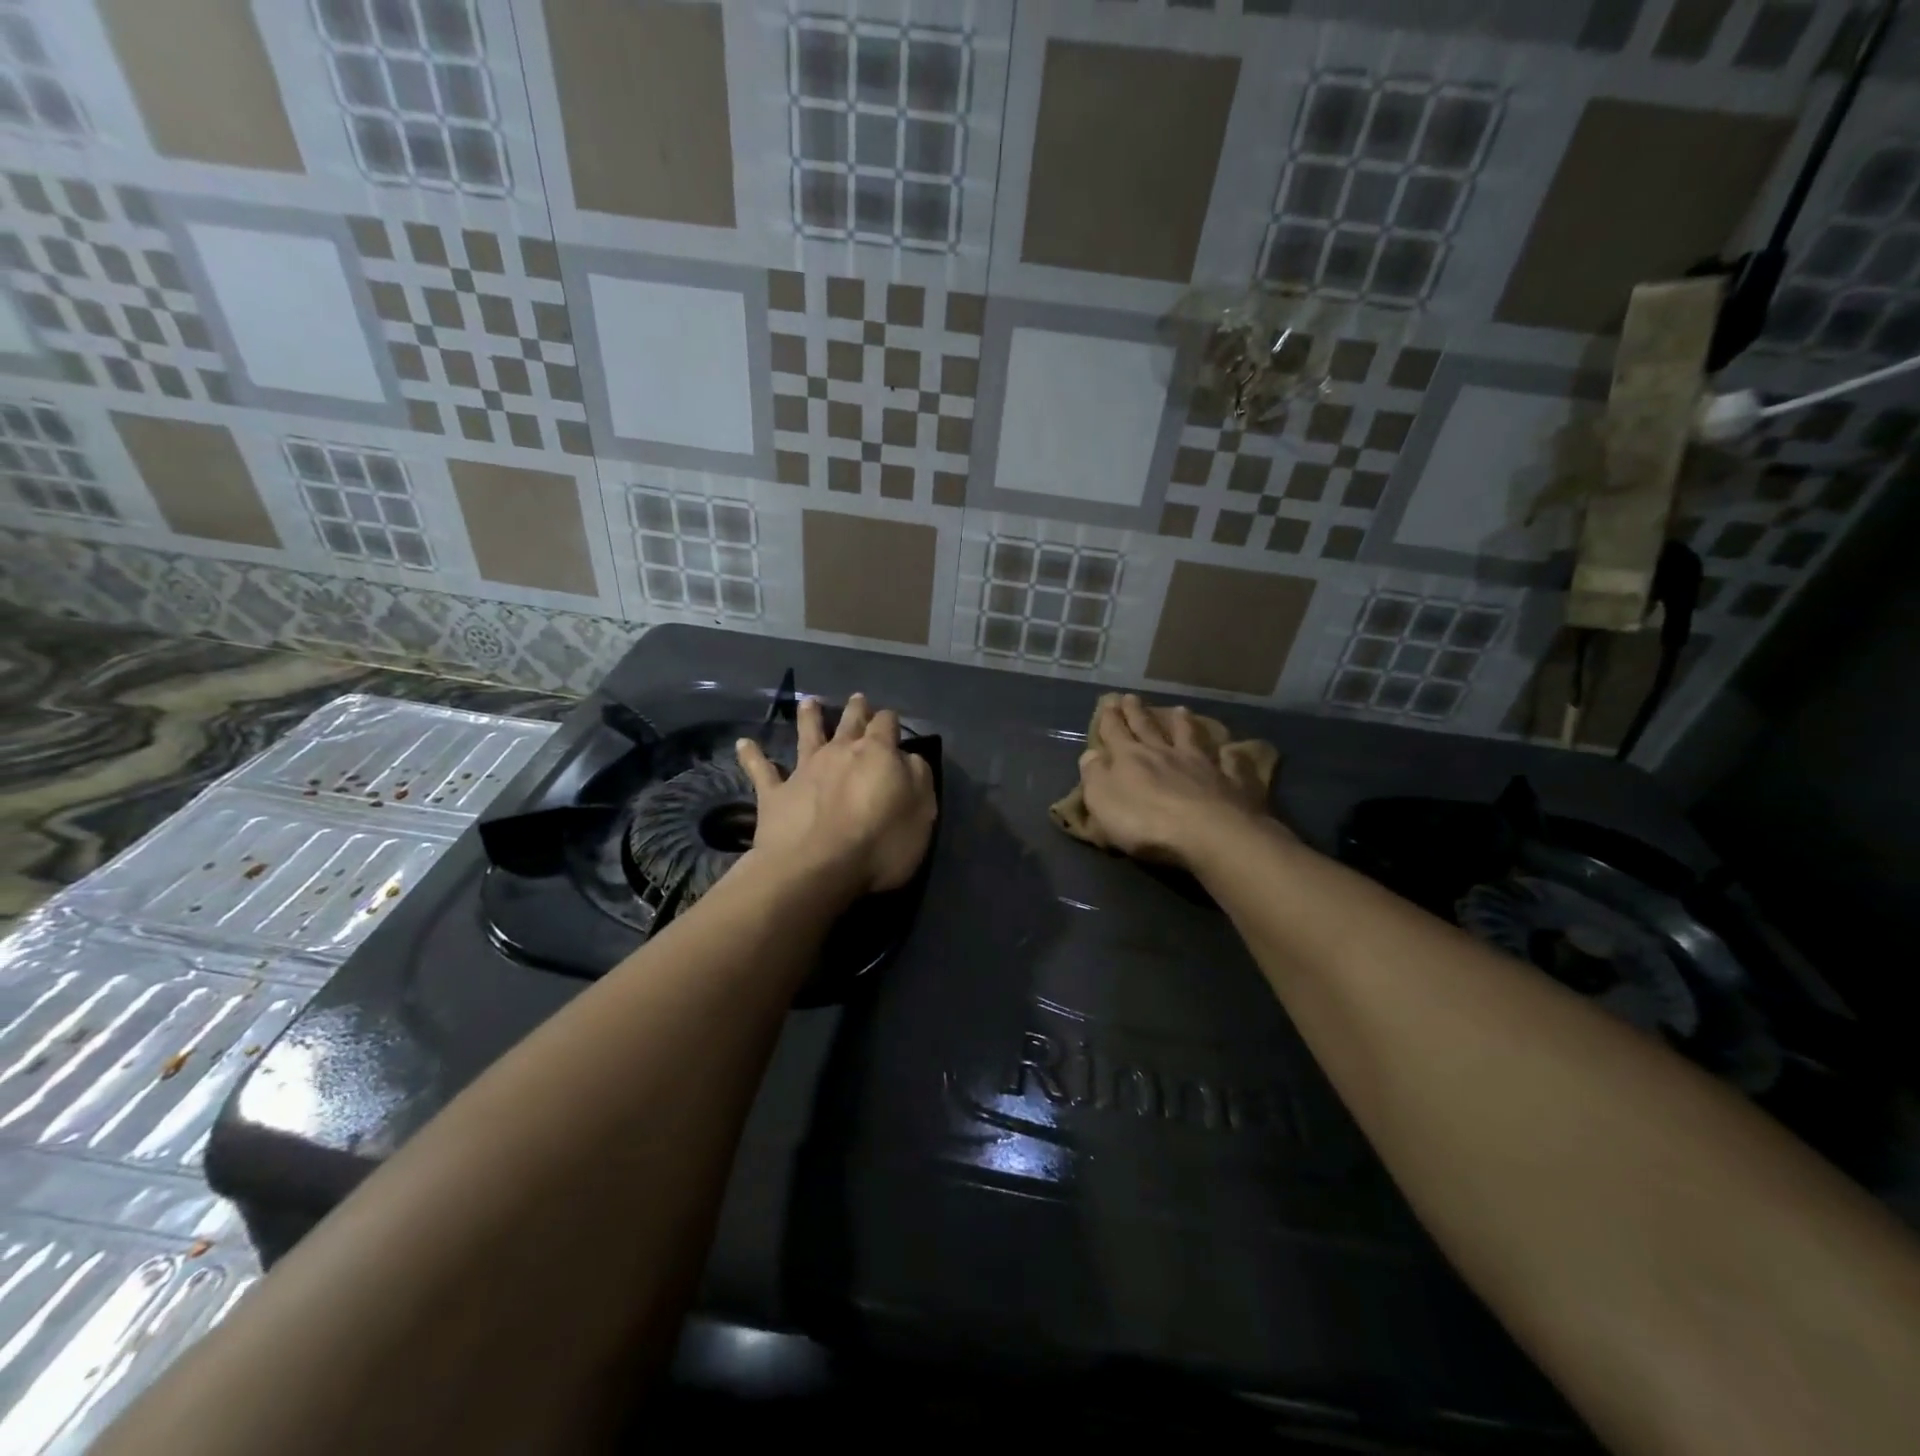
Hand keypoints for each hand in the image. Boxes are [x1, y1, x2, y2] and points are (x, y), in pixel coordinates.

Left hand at [736, 693, 936, 900]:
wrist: (817, 868)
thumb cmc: (879, 843)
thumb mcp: (921, 811)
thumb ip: (917, 778)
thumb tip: (908, 758)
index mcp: (877, 753)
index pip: (886, 725)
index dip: (890, 721)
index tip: (892, 721)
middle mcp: (839, 752)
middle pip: (849, 722)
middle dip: (856, 710)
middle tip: (858, 699)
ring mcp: (804, 770)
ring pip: (807, 735)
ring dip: (809, 717)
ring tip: (808, 702)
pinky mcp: (775, 794)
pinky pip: (761, 770)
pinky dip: (752, 756)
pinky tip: (743, 744)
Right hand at [1078, 694, 1276, 869]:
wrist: (1207, 833)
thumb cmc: (1144, 821)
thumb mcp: (1102, 800)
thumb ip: (1094, 775)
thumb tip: (1091, 753)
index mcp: (1130, 758)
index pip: (1115, 732)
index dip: (1110, 718)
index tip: (1108, 702)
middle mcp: (1165, 753)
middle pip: (1148, 728)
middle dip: (1137, 712)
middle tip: (1132, 697)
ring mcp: (1201, 764)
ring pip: (1190, 737)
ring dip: (1183, 723)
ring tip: (1180, 710)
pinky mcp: (1230, 781)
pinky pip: (1230, 762)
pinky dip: (1229, 754)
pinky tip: (1231, 749)